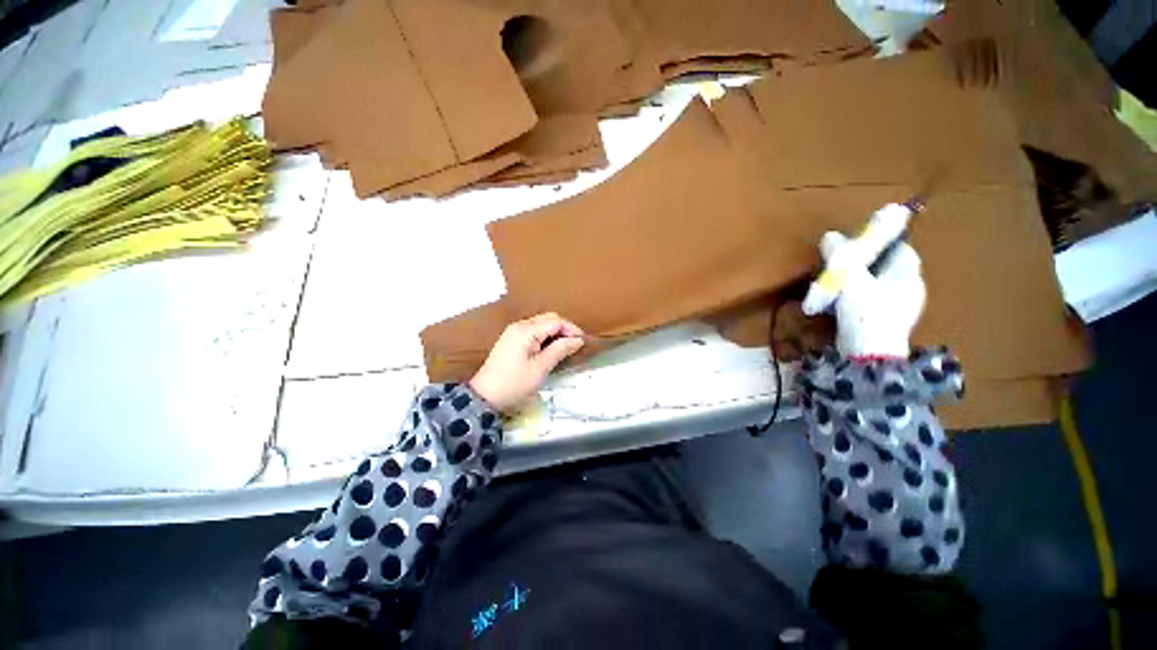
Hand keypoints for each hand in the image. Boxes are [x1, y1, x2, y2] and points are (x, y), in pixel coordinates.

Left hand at [469, 313, 584, 410]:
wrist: (485, 395)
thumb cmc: (515, 383)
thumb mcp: (541, 368)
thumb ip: (560, 350)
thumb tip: (577, 340)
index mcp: (526, 331)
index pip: (555, 321)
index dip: (572, 329)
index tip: (583, 342)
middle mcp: (520, 325)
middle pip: (548, 318)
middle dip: (564, 328)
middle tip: (575, 344)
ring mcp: (514, 331)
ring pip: (541, 323)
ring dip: (555, 331)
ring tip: (566, 346)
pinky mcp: (511, 338)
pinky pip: (534, 330)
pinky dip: (545, 335)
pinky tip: (551, 347)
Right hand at [813, 231, 925, 357]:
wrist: (868, 355)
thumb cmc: (865, 311)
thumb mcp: (848, 277)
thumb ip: (840, 255)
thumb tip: (830, 236)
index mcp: (908, 275)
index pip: (901, 249)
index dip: (882, 243)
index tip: (859, 244)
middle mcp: (910, 290)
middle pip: (887, 269)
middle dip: (866, 264)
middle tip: (842, 265)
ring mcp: (899, 310)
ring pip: (878, 287)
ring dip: (859, 283)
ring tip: (836, 286)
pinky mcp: (885, 326)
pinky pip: (871, 304)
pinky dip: (856, 300)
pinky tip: (840, 305)